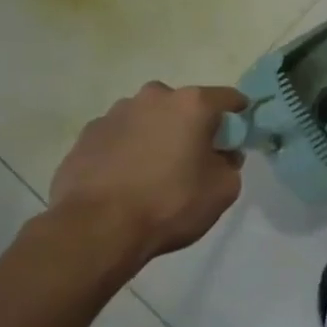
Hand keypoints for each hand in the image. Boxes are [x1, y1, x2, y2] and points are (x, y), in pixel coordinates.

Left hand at [49, 82, 246, 280]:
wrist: (96, 229)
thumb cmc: (169, 204)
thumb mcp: (223, 190)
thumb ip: (231, 164)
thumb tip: (221, 154)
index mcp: (192, 104)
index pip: (228, 98)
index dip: (238, 117)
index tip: (237, 138)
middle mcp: (153, 97)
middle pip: (184, 106)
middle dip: (191, 126)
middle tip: (192, 159)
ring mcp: (115, 113)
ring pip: (148, 119)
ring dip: (156, 136)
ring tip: (152, 173)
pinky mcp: (87, 134)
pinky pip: (119, 136)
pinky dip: (127, 150)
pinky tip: (125, 180)